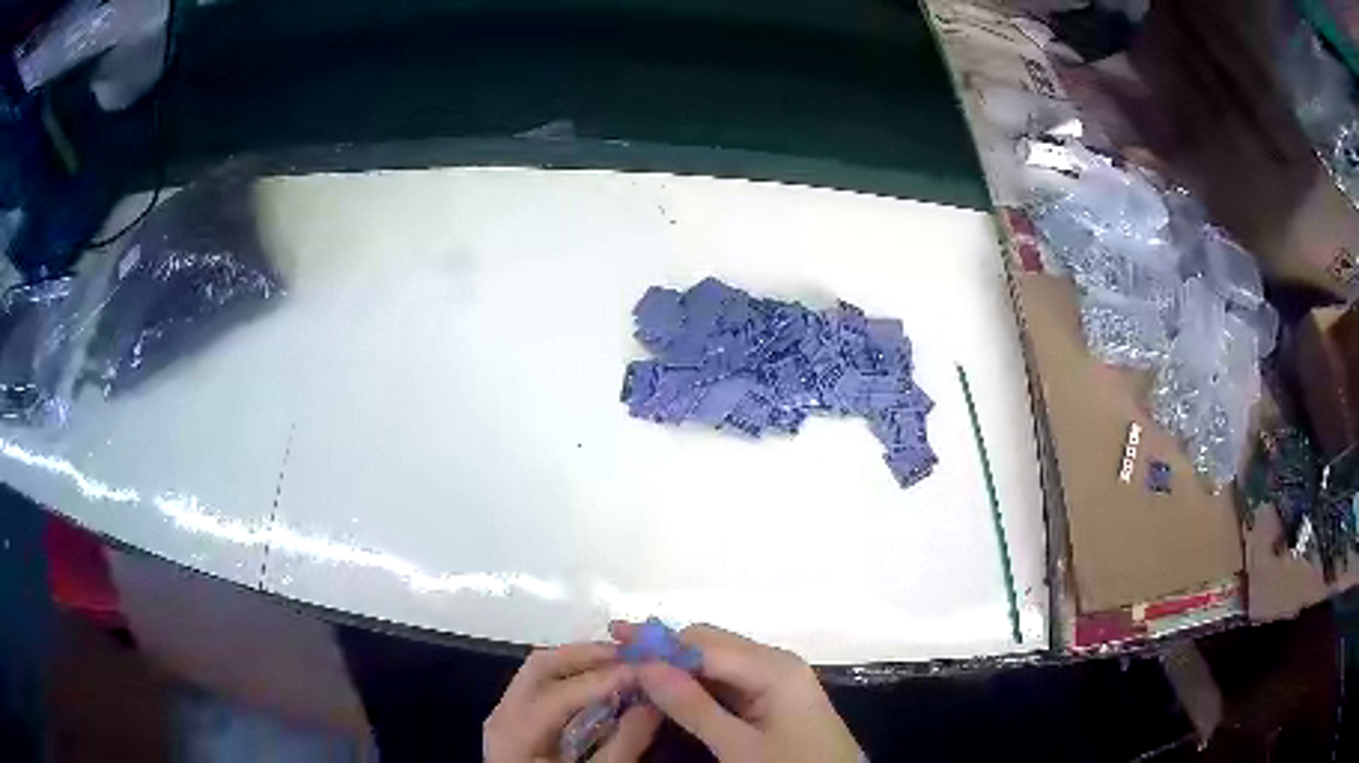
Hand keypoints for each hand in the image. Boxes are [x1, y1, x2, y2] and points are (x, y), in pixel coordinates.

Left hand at [484, 642, 661, 762]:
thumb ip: (624, 744)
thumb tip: (655, 704)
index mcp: (514, 734)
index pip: (556, 694)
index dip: (602, 678)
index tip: (645, 669)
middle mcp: (502, 714)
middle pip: (541, 666)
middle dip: (589, 655)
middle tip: (635, 656)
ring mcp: (504, 713)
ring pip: (540, 670)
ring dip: (583, 662)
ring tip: (625, 665)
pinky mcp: (515, 718)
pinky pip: (542, 684)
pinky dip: (574, 677)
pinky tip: (603, 685)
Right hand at [613, 622, 861, 762]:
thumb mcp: (738, 747)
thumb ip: (692, 706)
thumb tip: (644, 665)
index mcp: (773, 667)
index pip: (702, 643)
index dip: (656, 641)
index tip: (612, 640)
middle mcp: (776, 662)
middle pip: (710, 644)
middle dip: (664, 648)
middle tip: (618, 657)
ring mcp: (778, 679)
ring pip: (718, 661)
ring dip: (678, 665)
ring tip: (634, 670)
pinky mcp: (776, 697)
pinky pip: (730, 680)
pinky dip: (698, 683)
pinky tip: (672, 690)